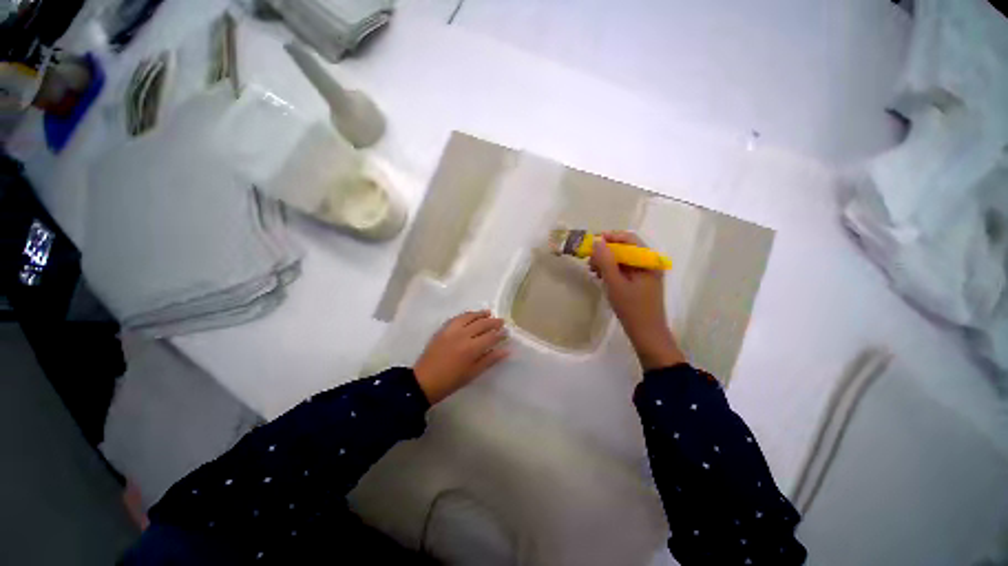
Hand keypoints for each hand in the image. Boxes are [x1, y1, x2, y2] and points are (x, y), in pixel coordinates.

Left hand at [413, 310, 509, 403]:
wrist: (424, 381)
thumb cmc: (451, 381)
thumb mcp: (473, 373)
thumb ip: (490, 359)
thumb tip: (506, 351)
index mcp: (471, 349)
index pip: (491, 337)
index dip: (500, 334)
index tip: (507, 332)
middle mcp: (463, 335)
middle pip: (482, 324)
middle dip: (493, 322)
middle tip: (501, 321)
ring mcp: (451, 330)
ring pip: (469, 316)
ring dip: (480, 314)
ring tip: (488, 313)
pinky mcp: (443, 329)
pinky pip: (457, 317)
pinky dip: (467, 315)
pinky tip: (471, 316)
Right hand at [590, 231, 685, 370]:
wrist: (647, 334)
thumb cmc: (632, 308)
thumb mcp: (615, 283)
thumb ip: (606, 260)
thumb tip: (597, 241)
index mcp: (647, 260)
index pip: (628, 238)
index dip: (609, 237)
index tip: (592, 243)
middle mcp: (649, 263)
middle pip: (625, 248)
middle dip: (606, 251)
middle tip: (590, 262)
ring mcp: (646, 273)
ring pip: (623, 259)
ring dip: (607, 261)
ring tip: (594, 271)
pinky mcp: (641, 282)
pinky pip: (625, 269)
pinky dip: (612, 270)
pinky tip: (602, 278)